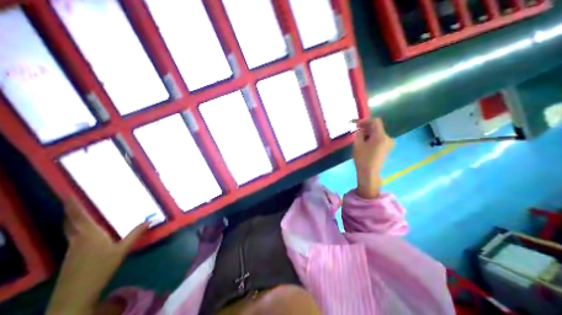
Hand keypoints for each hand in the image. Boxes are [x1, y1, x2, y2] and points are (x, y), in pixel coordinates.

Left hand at [46, 199, 146, 314]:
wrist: (75, 294)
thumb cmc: (101, 268)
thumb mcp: (122, 249)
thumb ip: (136, 233)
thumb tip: (151, 219)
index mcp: (89, 234)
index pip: (79, 216)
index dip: (72, 205)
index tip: (67, 194)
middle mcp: (77, 238)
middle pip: (70, 222)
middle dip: (70, 210)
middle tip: (70, 199)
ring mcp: (71, 248)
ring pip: (69, 229)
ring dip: (70, 219)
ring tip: (75, 211)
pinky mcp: (70, 255)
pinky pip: (72, 236)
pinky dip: (74, 228)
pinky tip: (82, 231)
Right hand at [349, 118, 394, 199]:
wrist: (369, 173)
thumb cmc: (362, 158)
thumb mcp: (358, 144)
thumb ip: (359, 133)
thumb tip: (361, 129)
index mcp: (381, 136)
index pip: (375, 122)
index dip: (365, 120)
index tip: (356, 124)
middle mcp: (388, 138)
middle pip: (377, 127)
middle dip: (366, 127)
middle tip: (355, 129)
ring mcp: (389, 143)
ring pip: (378, 133)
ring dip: (368, 132)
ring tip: (359, 137)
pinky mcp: (387, 148)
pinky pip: (379, 138)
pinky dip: (372, 137)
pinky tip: (365, 142)